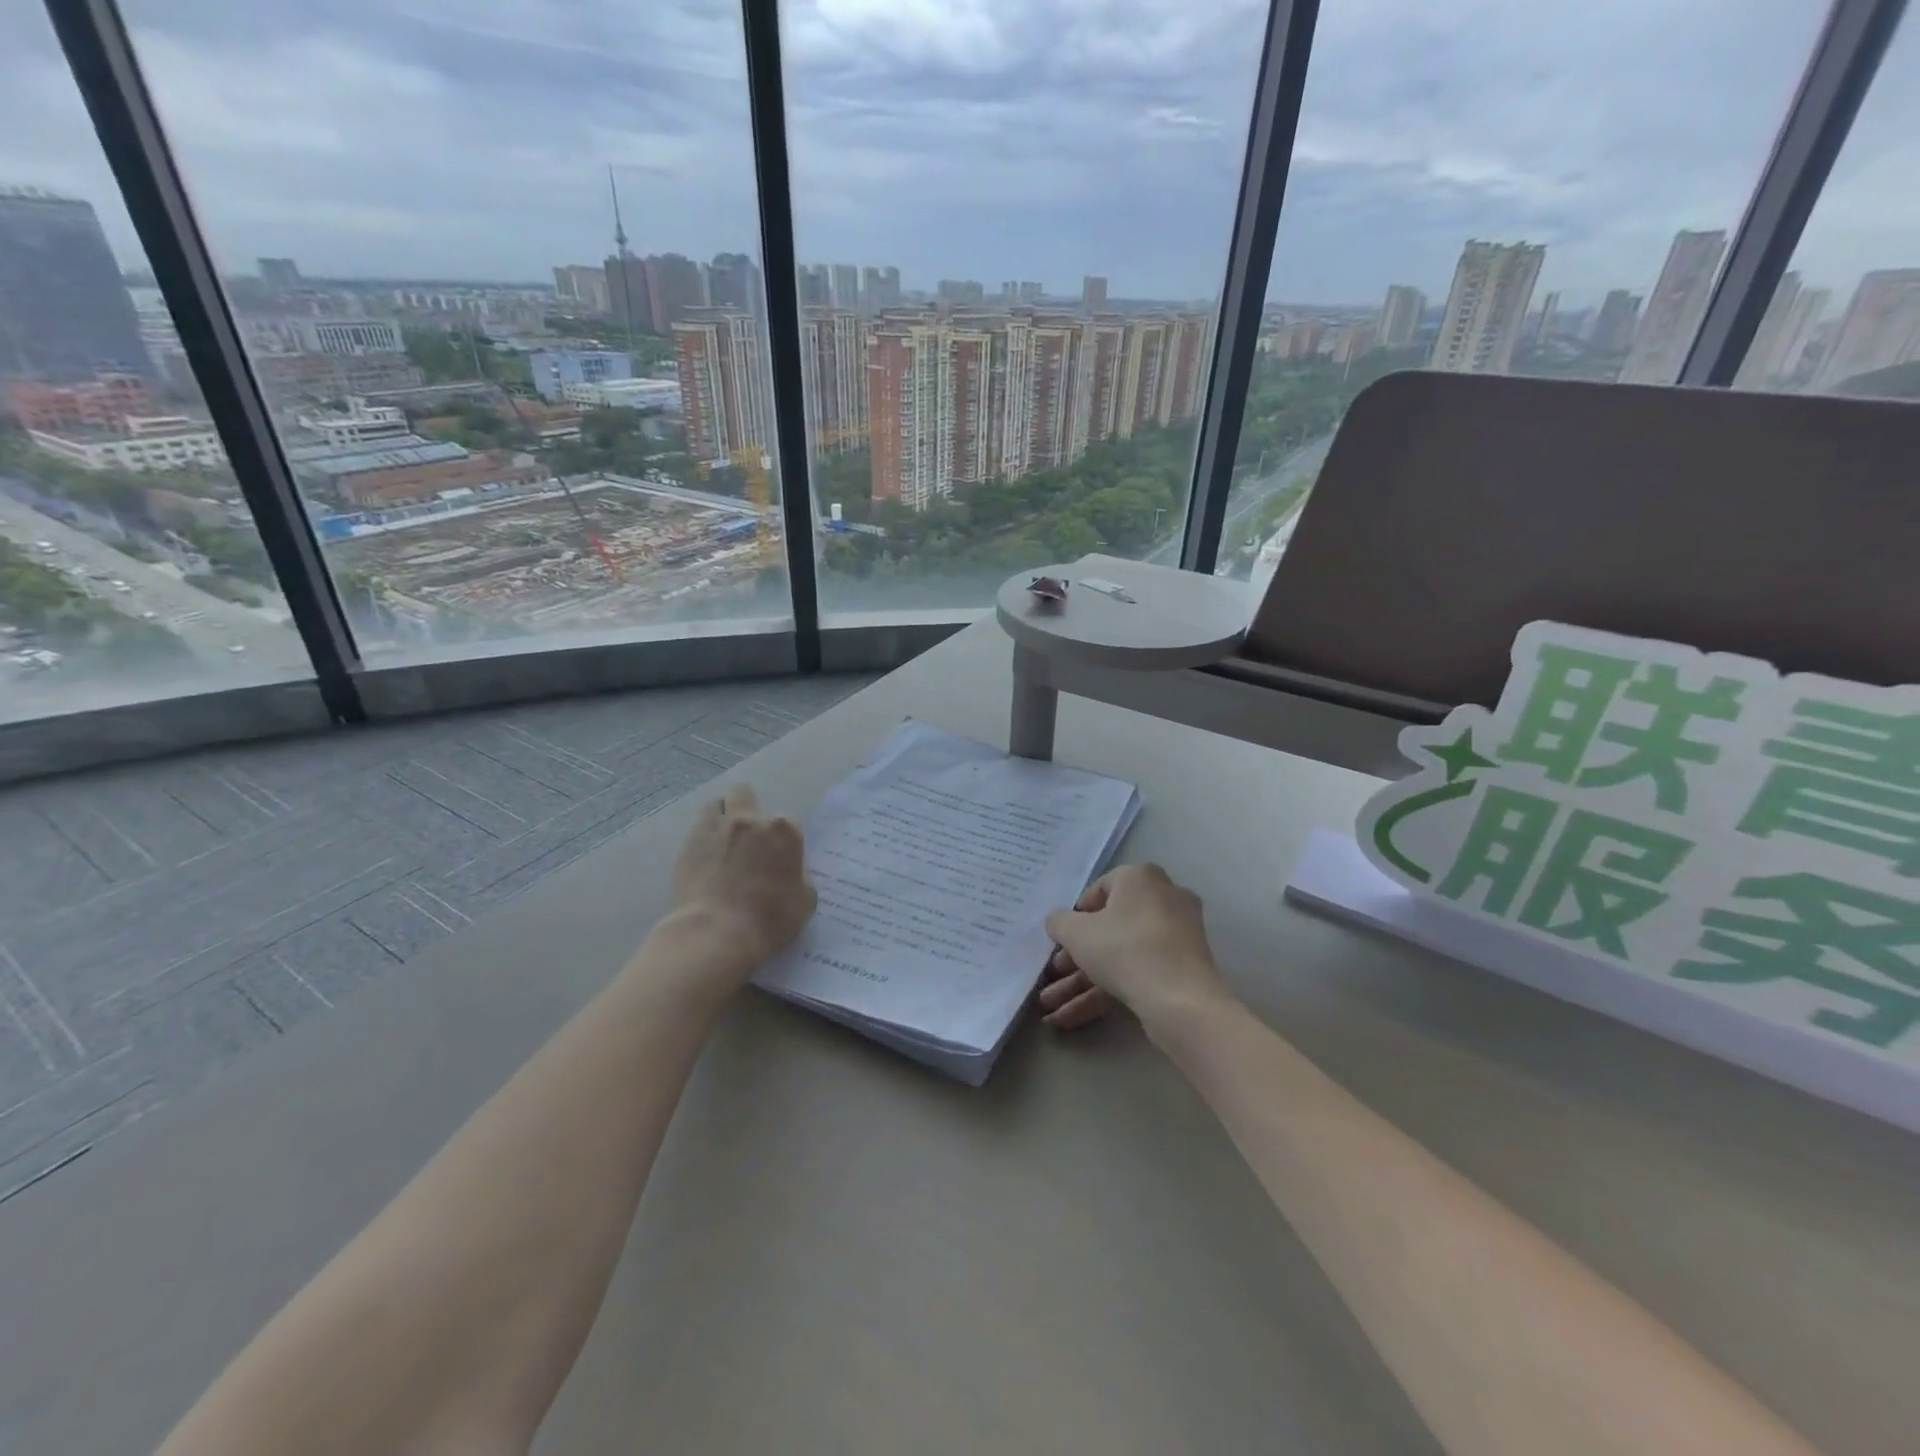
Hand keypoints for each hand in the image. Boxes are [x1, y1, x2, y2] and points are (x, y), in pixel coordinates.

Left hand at [663, 784, 814, 980]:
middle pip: (746, 796)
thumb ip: (800, 876)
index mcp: (784, 831)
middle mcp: (750, 820)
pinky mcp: (690, 842)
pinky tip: (707, 854)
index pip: (788, 823)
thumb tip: (790, 871)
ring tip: (724, 839)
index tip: (779, 858)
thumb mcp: (805, 900)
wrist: (717, 933)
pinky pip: (700, 825)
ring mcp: (717, 827)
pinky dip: (705, 834)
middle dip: (748, 810)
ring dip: (723, 815)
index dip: (783, 840)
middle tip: (749, 838)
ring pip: (718, 804)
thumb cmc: (769, 919)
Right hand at [1038, 863, 1227, 1030]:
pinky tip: (1069, 1019)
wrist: (1180, 1000)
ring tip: (1049, 1007)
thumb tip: (1058, 921)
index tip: (1062, 939)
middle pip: (1109, 928)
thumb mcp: (1076, 932)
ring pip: (1120, 956)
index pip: (1099, 890)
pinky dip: (1104, 993)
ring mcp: (1176, 937)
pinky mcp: (1181, 970)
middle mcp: (1163, 899)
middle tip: (1052, 975)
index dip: (1075, 916)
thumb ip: (1059, 922)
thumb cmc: (1124, 949)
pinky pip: (1136, 973)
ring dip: (1081, 982)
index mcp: (1141, 877)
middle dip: (1073, 958)